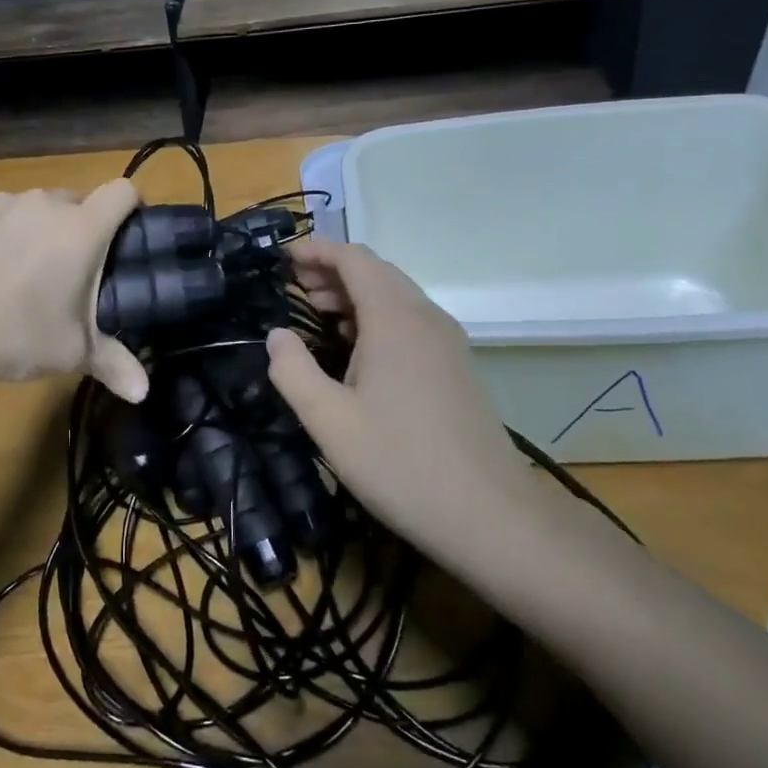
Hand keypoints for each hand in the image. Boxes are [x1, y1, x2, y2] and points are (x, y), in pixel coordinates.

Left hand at [0, 180, 148, 401]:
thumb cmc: (10, 333)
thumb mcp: (69, 354)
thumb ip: (113, 365)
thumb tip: (143, 393)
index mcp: (80, 228)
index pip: (124, 191)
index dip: (132, 209)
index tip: (127, 237)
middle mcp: (43, 203)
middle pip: (77, 202)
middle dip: (80, 230)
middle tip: (69, 274)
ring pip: (32, 208)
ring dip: (36, 231)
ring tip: (17, 275)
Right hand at [264, 239, 532, 560]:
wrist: (490, 516)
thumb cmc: (401, 464)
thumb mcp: (329, 421)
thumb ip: (293, 371)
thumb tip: (276, 335)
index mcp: (395, 319)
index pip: (354, 258)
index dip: (316, 251)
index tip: (281, 260)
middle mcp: (425, 318)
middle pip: (376, 272)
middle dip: (331, 271)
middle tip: (292, 288)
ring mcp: (446, 342)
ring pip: (395, 297)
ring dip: (353, 295)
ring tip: (315, 313)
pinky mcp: (455, 367)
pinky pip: (409, 322)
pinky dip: (375, 318)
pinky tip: (354, 348)